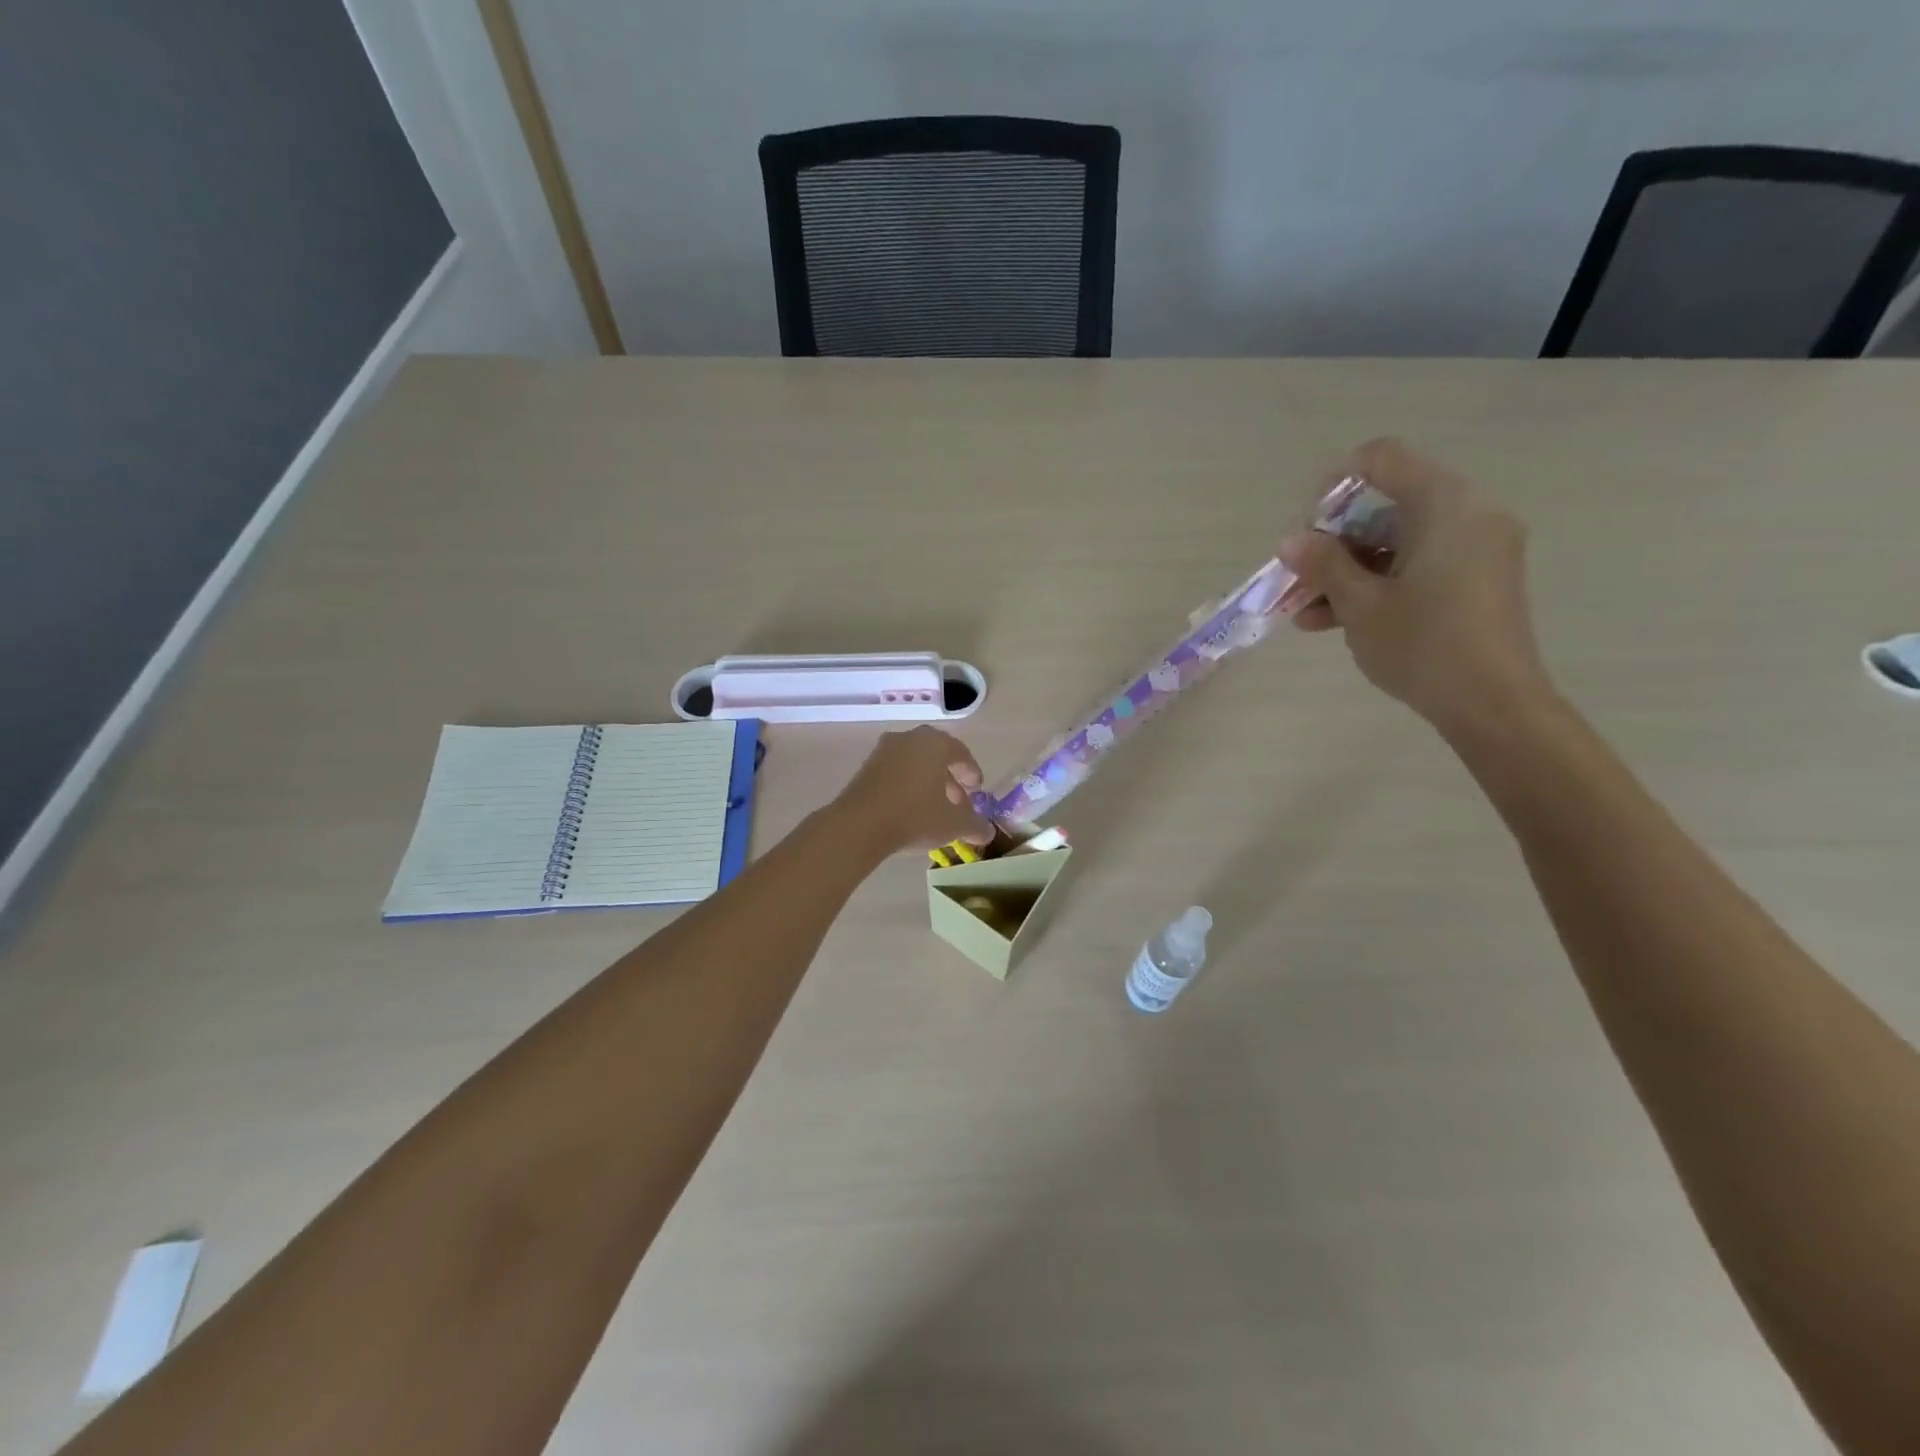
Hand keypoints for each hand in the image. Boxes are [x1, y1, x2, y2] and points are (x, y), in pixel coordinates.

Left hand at [831, 726, 994, 856]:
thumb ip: (975, 825)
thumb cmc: (916, 815)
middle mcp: (909, 739)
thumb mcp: (954, 824)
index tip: (977, 790)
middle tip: (958, 801)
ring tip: (935, 808)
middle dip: (949, 778)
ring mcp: (883, 752)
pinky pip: (895, 773)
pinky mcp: (865, 768)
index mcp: (935, 743)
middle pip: (936, 756)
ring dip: (927, 782)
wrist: (859, 825)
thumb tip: (988, 831)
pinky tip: (910, 810)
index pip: (960, 753)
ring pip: (914, 764)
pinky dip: (907, 786)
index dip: (971, 772)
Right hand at [1279, 438, 1554, 736]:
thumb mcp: (1360, 604)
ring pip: (1397, 541)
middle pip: (1386, 505)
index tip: (1309, 528)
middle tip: (1300, 579)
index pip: (1382, 459)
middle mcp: (1468, 513)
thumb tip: (1290, 541)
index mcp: (1445, 505)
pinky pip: (1419, 564)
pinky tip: (1334, 620)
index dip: (1335, 484)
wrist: (1493, 704)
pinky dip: (1378, 583)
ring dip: (1348, 570)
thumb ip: (1323, 564)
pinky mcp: (1478, 578)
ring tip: (1306, 613)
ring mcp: (1477, 547)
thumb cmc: (1423, 645)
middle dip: (1334, 542)